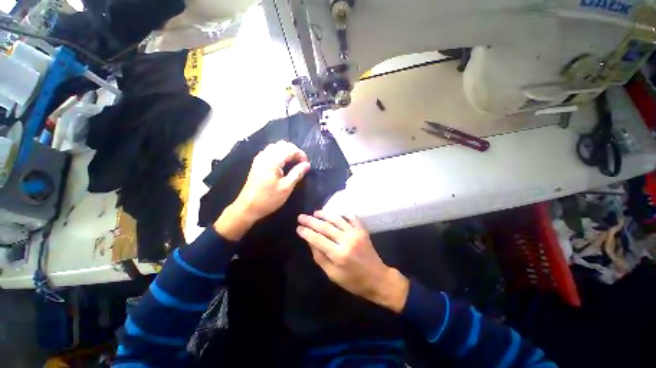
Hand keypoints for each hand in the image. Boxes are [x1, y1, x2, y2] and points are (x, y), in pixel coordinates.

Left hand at [214, 141, 310, 240]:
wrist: (248, 207)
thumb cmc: (269, 199)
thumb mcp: (286, 187)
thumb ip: (297, 173)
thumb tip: (307, 164)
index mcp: (272, 161)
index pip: (290, 149)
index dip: (300, 154)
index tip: (307, 164)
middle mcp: (265, 156)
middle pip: (282, 145)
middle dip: (294, 151)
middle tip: (301, 162)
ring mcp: (260, 158)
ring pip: (276, 146)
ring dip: (287, 151)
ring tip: (294, 162)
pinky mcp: (257, 163)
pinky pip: (270, 151)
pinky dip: (280, 153)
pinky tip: (283, 163)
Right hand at [297, 211, 408, 312]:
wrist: (378, 279)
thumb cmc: (354, 282)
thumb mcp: (333, 275)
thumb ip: (320, 258)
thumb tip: (310, 242)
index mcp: (338, 255)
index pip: (318, 239)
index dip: (306, 233)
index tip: (298, 227)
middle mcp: (347, 241)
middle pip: (326, 227)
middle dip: (311, 221)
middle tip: (301, 217)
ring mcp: (356, 233)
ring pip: (337, 219)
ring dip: (325, 214)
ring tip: (315, 212)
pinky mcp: (362, 230)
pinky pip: (351, 217)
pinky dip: (342, 213)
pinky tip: (334, 212)